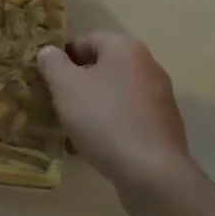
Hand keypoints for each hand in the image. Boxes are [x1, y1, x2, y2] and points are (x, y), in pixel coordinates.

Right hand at [37, 34, 194, 204]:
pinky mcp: (165, 129)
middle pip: (103, 68)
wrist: (152, 174)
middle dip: (79, 84)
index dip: (64, 58)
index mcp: (126, 49)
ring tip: (74, 130)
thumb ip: (52, 62)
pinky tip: (97, 147)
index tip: (49, 80)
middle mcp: (149, 66)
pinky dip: (112, 127)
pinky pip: (130, 119)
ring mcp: (161, 99)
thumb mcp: (65, 86)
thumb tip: (49, 52)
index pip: (87, 41)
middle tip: (59, 104)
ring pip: (116, 95)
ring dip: (94, 107)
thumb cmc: (104, 119)